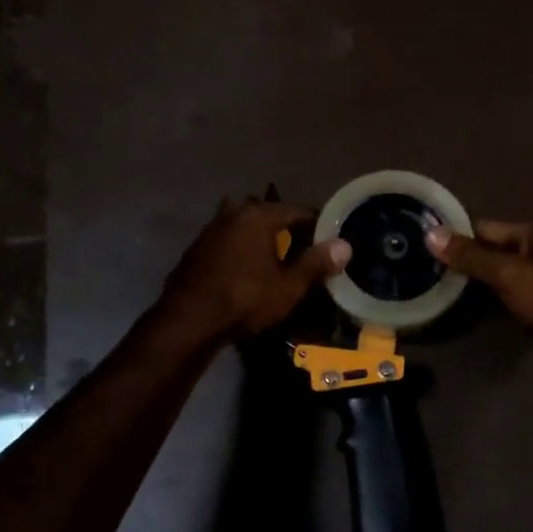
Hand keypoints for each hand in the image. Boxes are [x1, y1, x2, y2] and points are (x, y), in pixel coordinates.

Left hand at [161, 196, 349, 339]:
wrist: (188, 320)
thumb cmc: (244, 300)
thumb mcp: (288, 286)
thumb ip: (316, 263)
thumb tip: (344, 245)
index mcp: (258, 215)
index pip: (298, 210)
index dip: (317, 225)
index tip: (329, 243)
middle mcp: (233, 213)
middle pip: (270, 214)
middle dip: (287, 230)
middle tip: (303, 252)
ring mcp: (211, 229)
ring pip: (246, 226)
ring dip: (262, 239)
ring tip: (276, 261)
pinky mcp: (197, 248)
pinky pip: (229, 240)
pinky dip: (241, 249)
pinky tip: (246, 270)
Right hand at [427, 220, 532, 369]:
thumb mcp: (509, 274)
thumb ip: (471, 257)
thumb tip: (430, 233)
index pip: (485, 228)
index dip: (459, 237)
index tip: (429, 249)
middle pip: (497, 251)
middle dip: (472, 262)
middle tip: (434, 275)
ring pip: (510, 275)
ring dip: (488, 284)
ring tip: (451, 293)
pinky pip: (522, 293)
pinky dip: (506, 299)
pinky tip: (486, 310)